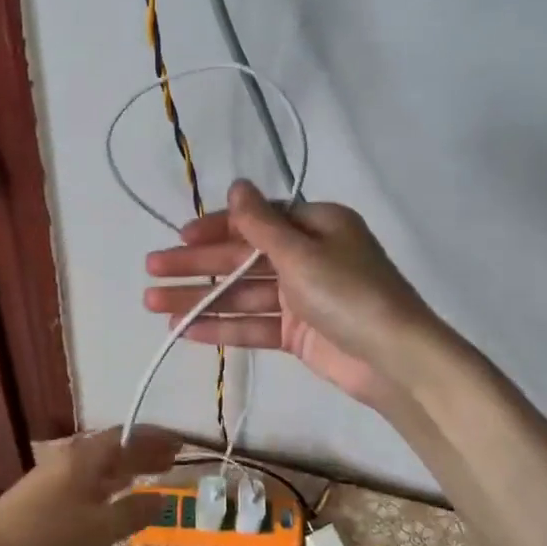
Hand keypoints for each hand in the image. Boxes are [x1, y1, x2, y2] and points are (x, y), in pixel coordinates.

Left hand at [0, 427, 180, 545]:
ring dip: (125, 468)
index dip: (155, 439)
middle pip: (113, 448)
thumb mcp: (98, 530)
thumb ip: (134, 513)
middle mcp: (70, 457)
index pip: (128, 437)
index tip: (181, 444)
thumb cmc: (46, 539)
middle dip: (143, 452)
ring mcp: (53, 475)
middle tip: (172, 461)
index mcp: (86, 457)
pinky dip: (107, 482)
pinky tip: (110, 497)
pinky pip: (86, 478)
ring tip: (148, 476)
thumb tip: (167, 498)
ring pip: (98, 464)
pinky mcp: (42, 495)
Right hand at [142, 180, 438, 409]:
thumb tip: (236, 184)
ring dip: (200, 298)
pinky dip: (221, 326)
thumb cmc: (349, 293)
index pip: (255, 220)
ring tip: (154, 304)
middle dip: (196, 264)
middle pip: (242, 257)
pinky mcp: (297, 333)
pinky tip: (184, 330)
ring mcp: (301, 297)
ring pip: (241, 293)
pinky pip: (253, 324)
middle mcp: (307, 256)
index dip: (215, 227)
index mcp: (316, 226)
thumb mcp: (302, 252)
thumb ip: (261, 224)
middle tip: (152, 269)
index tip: (179, 236)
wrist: (395, 361)